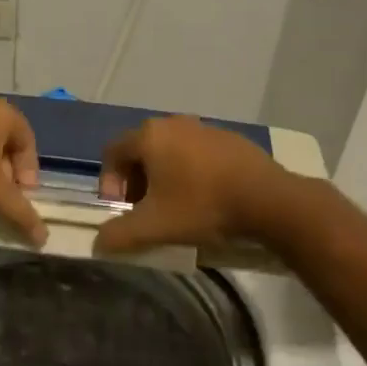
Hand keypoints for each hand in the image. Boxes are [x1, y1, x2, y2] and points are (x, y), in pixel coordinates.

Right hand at [96, 116, 286, 253]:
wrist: (269, 200)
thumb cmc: (202, 206)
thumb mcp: (154, 226)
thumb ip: (119, 235)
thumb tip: (98, 242)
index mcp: (149, 135)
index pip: (112, 152)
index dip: (109, 182)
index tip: (121, 209)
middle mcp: (173, 123)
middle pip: (140, 150)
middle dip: (136, 181)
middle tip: (144, 210)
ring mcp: (204, 127)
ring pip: (169, 150)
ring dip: (163, 176)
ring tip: (175, 207)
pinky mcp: (229, 139)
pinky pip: (197, 153)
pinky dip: (190, 171)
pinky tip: (205, 197)